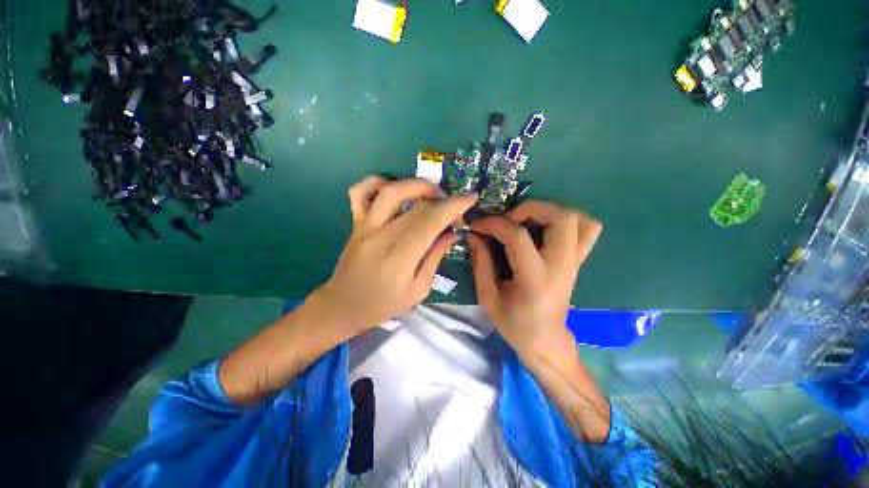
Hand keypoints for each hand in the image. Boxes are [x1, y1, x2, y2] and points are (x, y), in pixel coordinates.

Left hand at [314, 176, 477, 337]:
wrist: (343, 306)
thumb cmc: (384, 305)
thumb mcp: (418, 290)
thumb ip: (435, 258)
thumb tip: (452, 233)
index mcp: (399, 260)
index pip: (429, 223)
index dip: (452, 207)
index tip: (470, 197)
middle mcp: (381, 237)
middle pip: (416, 208)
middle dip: (442, 201)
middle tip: (454, 208)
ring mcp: (365, 227)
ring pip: (390, 191)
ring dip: (415, 185)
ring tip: (431, 193)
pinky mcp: (356, 223)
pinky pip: (360, 192)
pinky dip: (376, 182)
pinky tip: (393, 188)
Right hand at [468, 201, 601, 354]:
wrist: (545, 340)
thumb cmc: (514, 324)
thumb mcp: (488, 297)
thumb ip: (481, 263)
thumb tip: (474, 235)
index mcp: (535, 278)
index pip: (518, 236)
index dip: (495, 224)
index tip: (478, 225)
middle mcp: (561, 266)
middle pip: (560, 218)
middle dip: (531, 208)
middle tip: (509, 218)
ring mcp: (574, 262)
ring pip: (578, 219)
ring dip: (550, 211)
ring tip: (528, 220)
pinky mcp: (578, 261)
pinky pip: (588, 229)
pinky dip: (569, 220)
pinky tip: (548, 228)